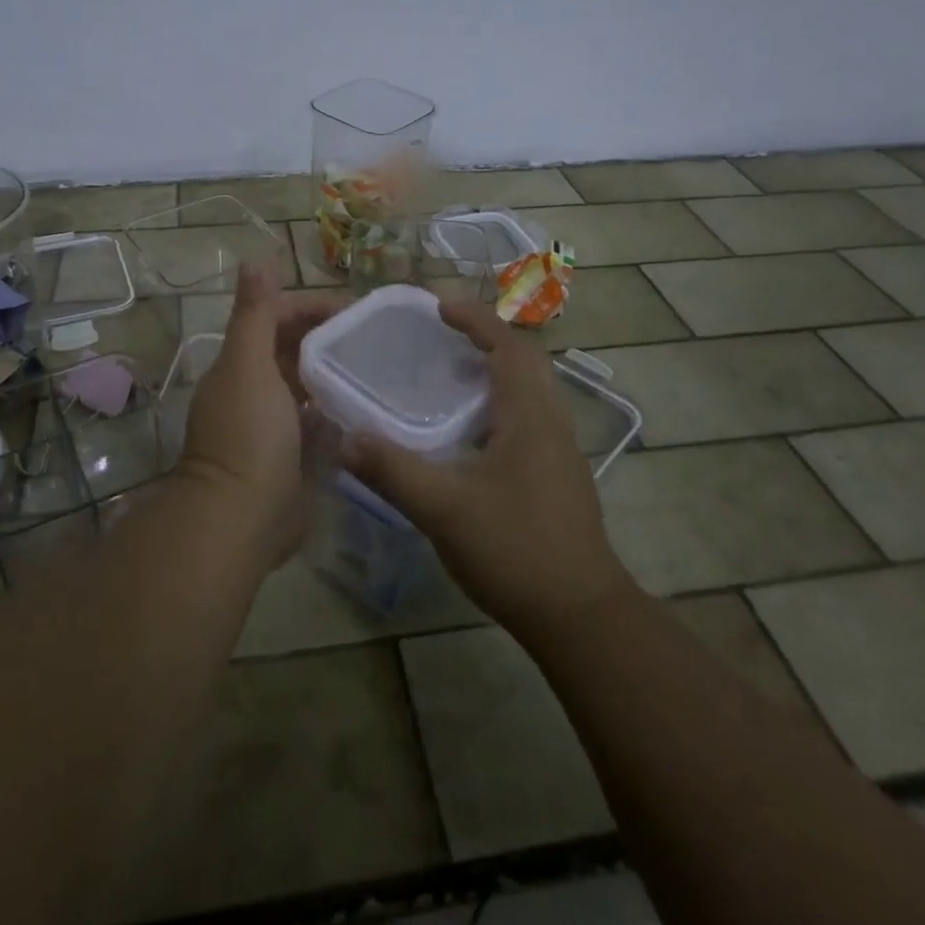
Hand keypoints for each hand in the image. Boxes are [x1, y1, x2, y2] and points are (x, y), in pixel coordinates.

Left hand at [179, 264, 343, 563]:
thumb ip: (253, 314)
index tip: (352, 310)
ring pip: (306, 388)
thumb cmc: (248, 434)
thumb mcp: (248, 365)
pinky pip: (317, 425)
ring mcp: (272, 426)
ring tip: (377, 370)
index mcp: (240, 364)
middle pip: (291, 351)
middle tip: (373, 339)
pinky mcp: (290, 458)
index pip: (274, 318)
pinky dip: (336, 414)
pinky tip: (365, 411)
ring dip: (333, 376)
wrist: (239, 519)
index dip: (309, 307)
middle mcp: (253, 390)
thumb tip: (255, 259)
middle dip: (326, 339)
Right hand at [344, 301, 627, 638]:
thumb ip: (392, 470)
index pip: (507, 347)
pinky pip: (529, 420)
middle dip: (486, 340)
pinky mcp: (558, 479)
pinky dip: (499, 407)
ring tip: (450, 378)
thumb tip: (344, 438)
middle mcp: (552, 423)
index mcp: (530, 416)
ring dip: (494, 374)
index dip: (475, 320)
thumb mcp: (443, 508)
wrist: (580, 617)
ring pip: (530, 393)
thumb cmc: (515, 550)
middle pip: (524, 363)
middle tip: (442, 338)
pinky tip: (469, 436)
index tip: (439, 307)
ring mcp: (560, 453)